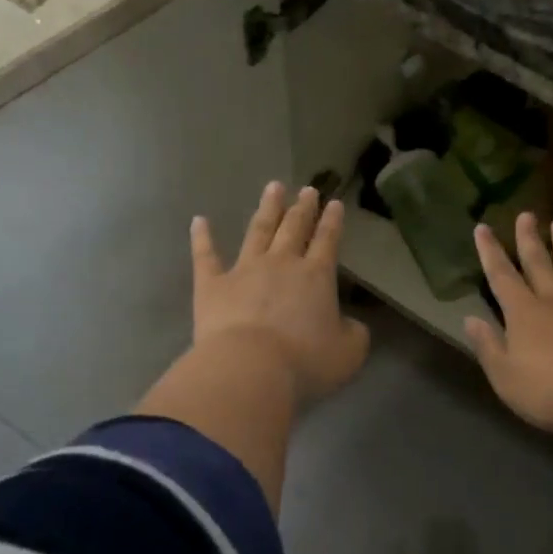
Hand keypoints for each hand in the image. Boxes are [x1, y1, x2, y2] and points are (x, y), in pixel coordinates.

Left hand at [192, 181, 370, 405]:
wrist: (250, 366)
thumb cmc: (305, 361)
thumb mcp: (348, 352)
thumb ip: (353, 333)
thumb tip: (349, 324)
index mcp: (316, 276)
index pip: (327, 241)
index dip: (332, 222)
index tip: (334, 203)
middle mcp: (281, 263)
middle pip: (294, 228)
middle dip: (302, 208)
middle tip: (307, 189)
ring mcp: (244, 269)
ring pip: (257, 231)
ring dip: (267, 208)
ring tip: (273, 187)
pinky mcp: (212, 284)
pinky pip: (205, 255)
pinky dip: (202, 237)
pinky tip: (198, 220)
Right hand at [466, 214, 552, 477]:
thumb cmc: (550, 391)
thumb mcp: (505, 376)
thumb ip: (488, 346)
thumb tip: (470, 320)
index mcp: (524, 314)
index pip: (501, 277)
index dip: (490, 252)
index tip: (483, 227)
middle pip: (540, 265)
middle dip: (529, 240)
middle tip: (526, 215)